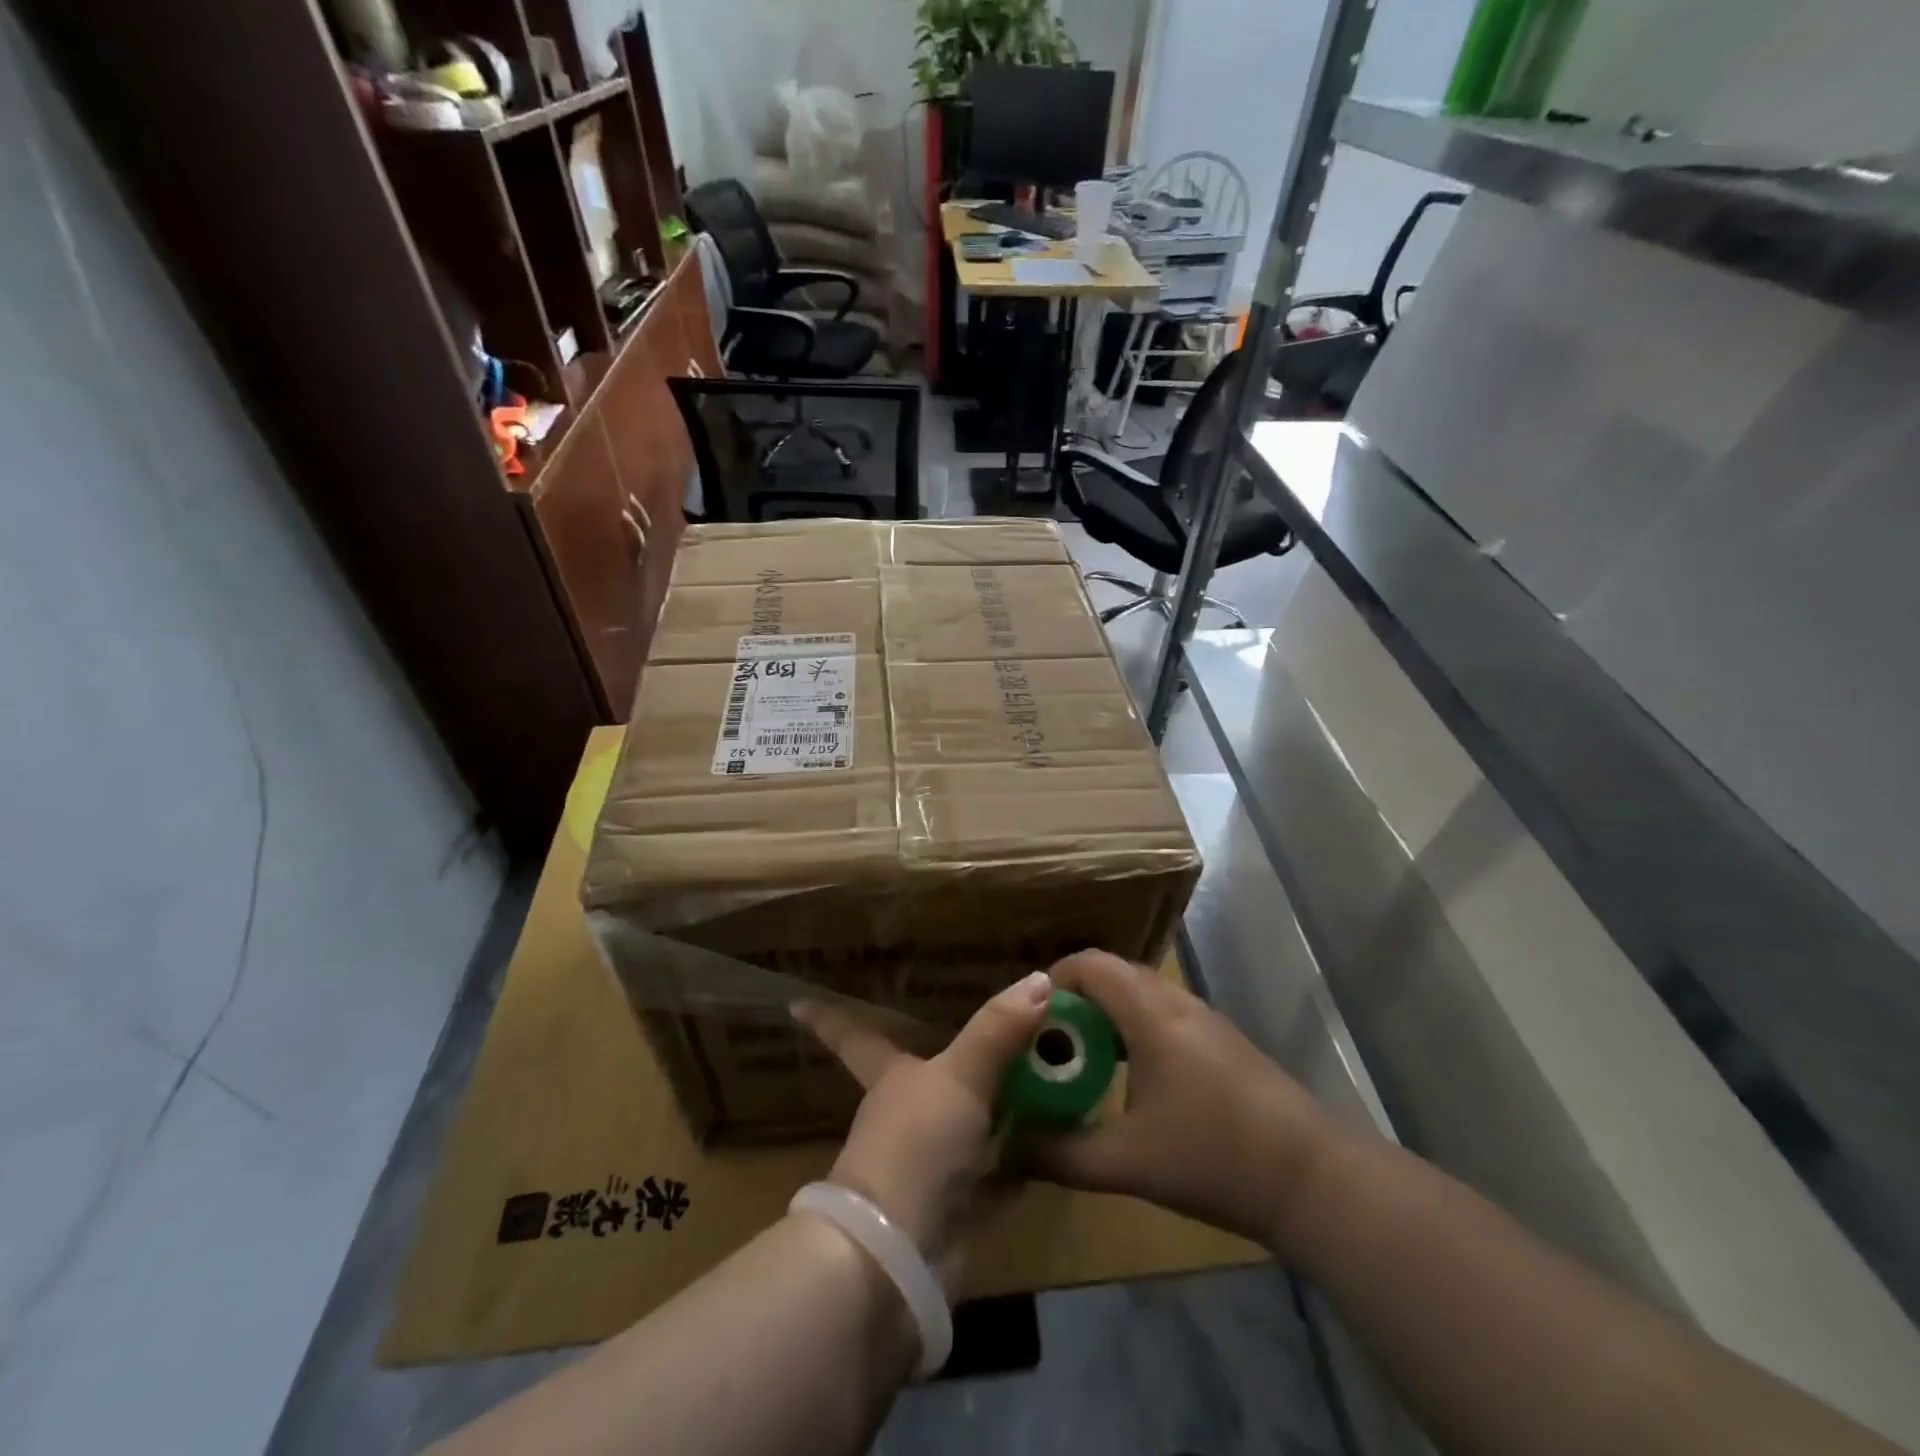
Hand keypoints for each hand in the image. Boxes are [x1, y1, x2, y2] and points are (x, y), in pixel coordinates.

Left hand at [793, 970, 1052, 1288]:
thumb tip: (1037, 978)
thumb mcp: (959, 1077)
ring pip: (972, 1122)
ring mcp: (933, 1163)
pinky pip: (1001, 1168)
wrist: (900, 1254)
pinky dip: (1027, 1154)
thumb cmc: (915, 1146)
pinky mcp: (962, 1205)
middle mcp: (908, 1117)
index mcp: (890, 1079)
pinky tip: (1059, 1137)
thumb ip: (997, 1030)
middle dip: (961, 1058)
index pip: (854, 1038)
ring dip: (1005, 1104)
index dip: (830, 1019)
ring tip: (1048, 1072)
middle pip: (932, 1078)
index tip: (795, 1002)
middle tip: (1001, 1027)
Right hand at [1023, 950, 1335, 1246]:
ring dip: (1106, 1018)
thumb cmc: (1214, 1155)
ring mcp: (1204, 1020)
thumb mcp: (1127, 1162)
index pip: (1090, 964)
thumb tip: (1010, 1149)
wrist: (1314, 1178)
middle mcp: (1176, 1003)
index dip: (1053, 980)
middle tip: (1049, 1046)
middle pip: (1113, 975)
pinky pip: (1163, 1016)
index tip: (1029, 1020)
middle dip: (1074, 1002)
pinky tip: (1131, 1082)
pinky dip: (1134, 1032)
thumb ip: (1061, 1154)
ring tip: (1083, 1063)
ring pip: (1140, 996)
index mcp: (1149, 1013)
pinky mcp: (1222, 1043)